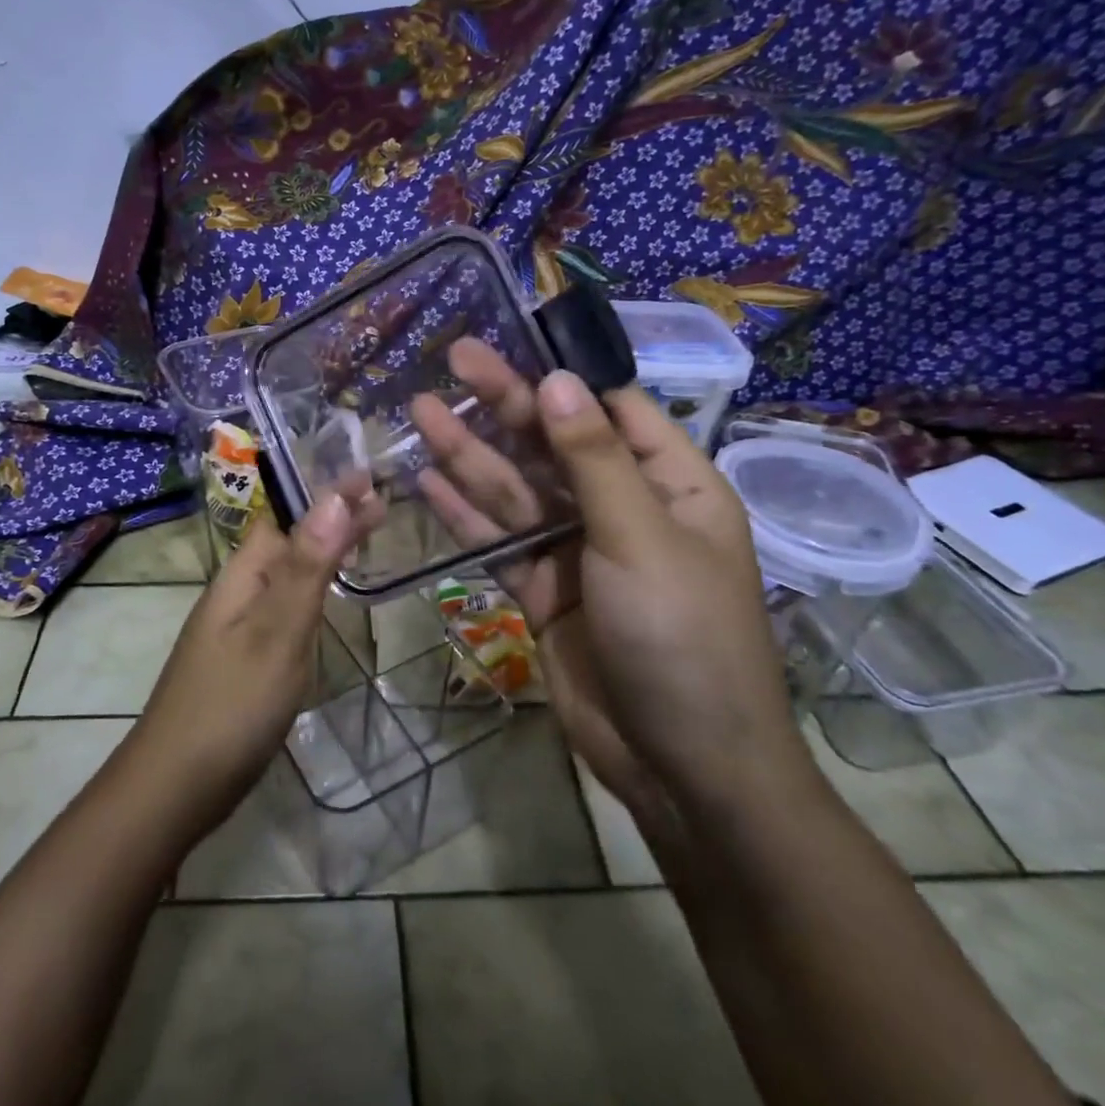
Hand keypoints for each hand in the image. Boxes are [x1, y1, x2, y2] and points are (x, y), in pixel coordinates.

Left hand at [129, 494, 380, 833]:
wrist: (174, 788)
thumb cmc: (230, 705)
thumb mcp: (277, 632)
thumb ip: (307, 567)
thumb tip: (335, 496)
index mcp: (241, 576)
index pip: (286, 516)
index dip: (326, 494)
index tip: (372, 478)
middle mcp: (237, 593)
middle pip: (288, 542)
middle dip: (331, 520)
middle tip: (382, 505)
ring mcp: (238, 628)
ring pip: (287, 574)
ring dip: (324, 551)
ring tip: (365, 537)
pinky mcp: (245, 660)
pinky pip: (285, 607)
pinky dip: (313, 589)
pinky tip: (326, 600)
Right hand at [412, 341, 798, 805]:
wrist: (681, 767)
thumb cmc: (683, 639)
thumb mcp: (642, 539)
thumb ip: (593, 460)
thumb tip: (558, 380)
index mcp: (671, 484)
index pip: (613, 410)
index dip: (562, 374)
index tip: (513, 338)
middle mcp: (622, 508)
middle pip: (553, 444)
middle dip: (504, 404)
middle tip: (451, 359)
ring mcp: (577, 551)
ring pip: (516, 491)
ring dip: (470, 454)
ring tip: (421, 411)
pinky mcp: (541, 590)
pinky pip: (498, 540)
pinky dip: (464, 514)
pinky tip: (427, 481)